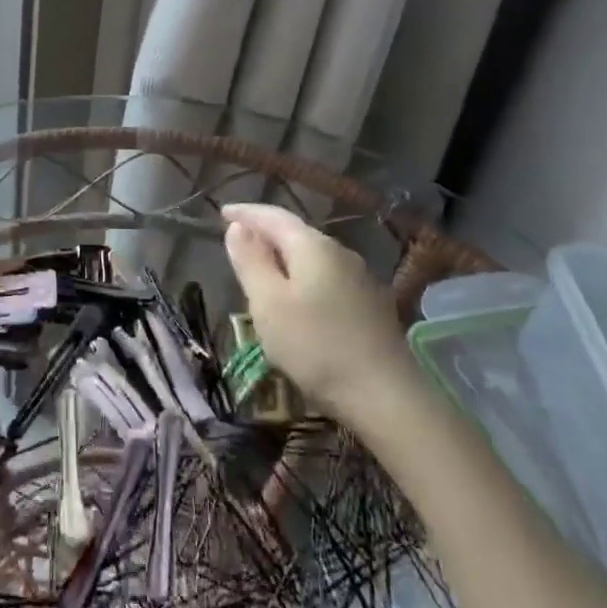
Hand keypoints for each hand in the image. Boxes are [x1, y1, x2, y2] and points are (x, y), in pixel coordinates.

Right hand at [221, 202, 430, 436]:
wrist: (385, 396)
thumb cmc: (315, 346)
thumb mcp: (268, 303)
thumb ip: (251, 262)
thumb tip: (238, 227)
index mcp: (314, 246)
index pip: (274, 216)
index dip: (246, 213)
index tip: (221, 211)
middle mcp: (341, 253)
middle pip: (296, 233)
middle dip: (265, 232)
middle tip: (237, 239)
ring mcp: (360, 279)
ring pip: (313, 256)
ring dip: (284, 256)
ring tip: (261, 267)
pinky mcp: (370, 305)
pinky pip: (327, 277)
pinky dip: (303, 276)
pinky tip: (296, 295)